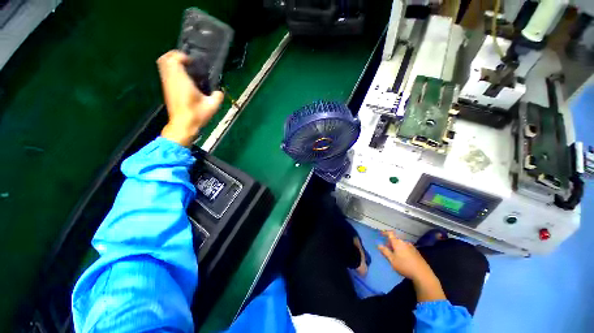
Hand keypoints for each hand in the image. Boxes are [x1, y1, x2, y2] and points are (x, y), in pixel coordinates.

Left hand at [157, 50, 223, 146]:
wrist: (183, 125)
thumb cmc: (197, 115)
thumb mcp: (212, 106)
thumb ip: (218, 96)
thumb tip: (219, 92)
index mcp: (181, 81)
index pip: (174, 59)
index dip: (182, 56)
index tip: (192, 62)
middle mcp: (171, 80)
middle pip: (164, 59)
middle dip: (174, 56)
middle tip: (187, 61)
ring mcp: (167, 84)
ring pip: (162, 65)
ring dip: (172, 63)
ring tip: (185, 68)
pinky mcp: (166, 89)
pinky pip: (165, 73)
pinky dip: (171, 70)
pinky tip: (183, 78)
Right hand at [379, 230, 445, 301]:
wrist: (423, 274)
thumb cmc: (405, 266)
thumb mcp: (392, 260)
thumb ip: (385, 252)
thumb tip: (379, 245)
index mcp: (398, 242)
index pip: (390, 234)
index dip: (385, 233)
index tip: (380, 234)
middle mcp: (404, 242)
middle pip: (395, 239)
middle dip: (390, 242)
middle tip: (386, 248)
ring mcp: (411, 247)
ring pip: (401, 244)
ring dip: (396, 247)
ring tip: (394, 254)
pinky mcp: (416, 252)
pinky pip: (406, 248)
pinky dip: (402, 250)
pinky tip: (402, 257)